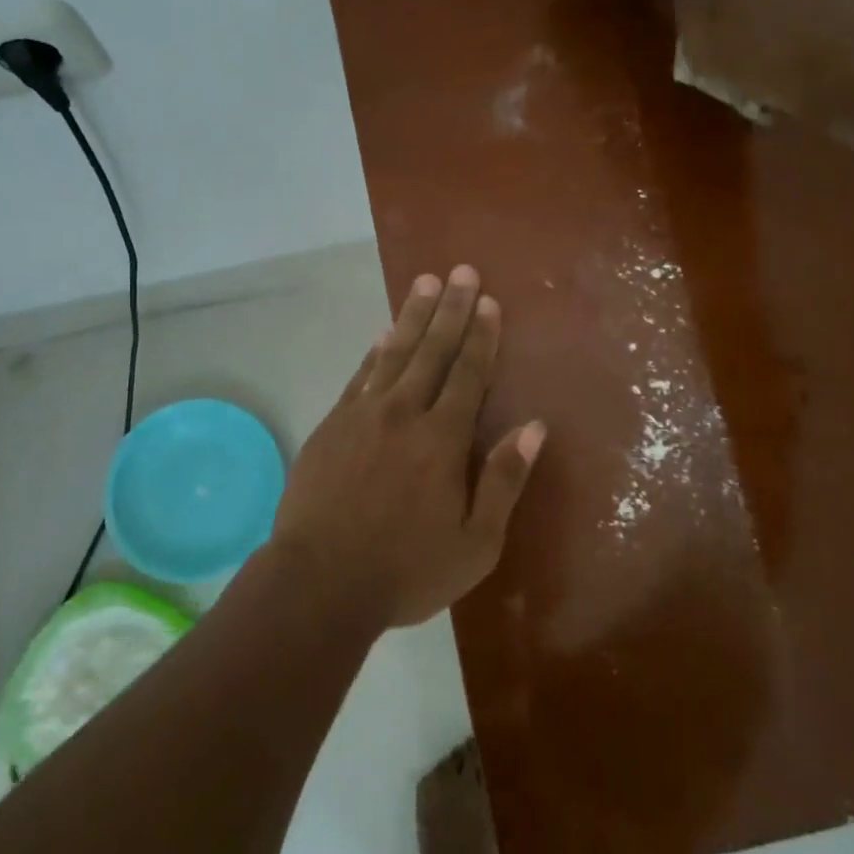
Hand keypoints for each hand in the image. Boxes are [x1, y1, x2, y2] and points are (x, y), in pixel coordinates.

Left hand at [270, 265, 545, 628]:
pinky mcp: (333, 425)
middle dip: (451, 308)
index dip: (481, 335)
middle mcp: (405, 413)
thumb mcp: (476, 543)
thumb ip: (505, 480)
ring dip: (413, 316)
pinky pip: (360, 376)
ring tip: (426, 283)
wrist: (319, 582)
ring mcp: (363, 415)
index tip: (488, 301)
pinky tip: (384, 334)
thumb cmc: (406, 570)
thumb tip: (533, 426)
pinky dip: (375, 351)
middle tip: (462, 271)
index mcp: (443, 439)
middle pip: (433, 350)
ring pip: (395, 353)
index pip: (468, 374)